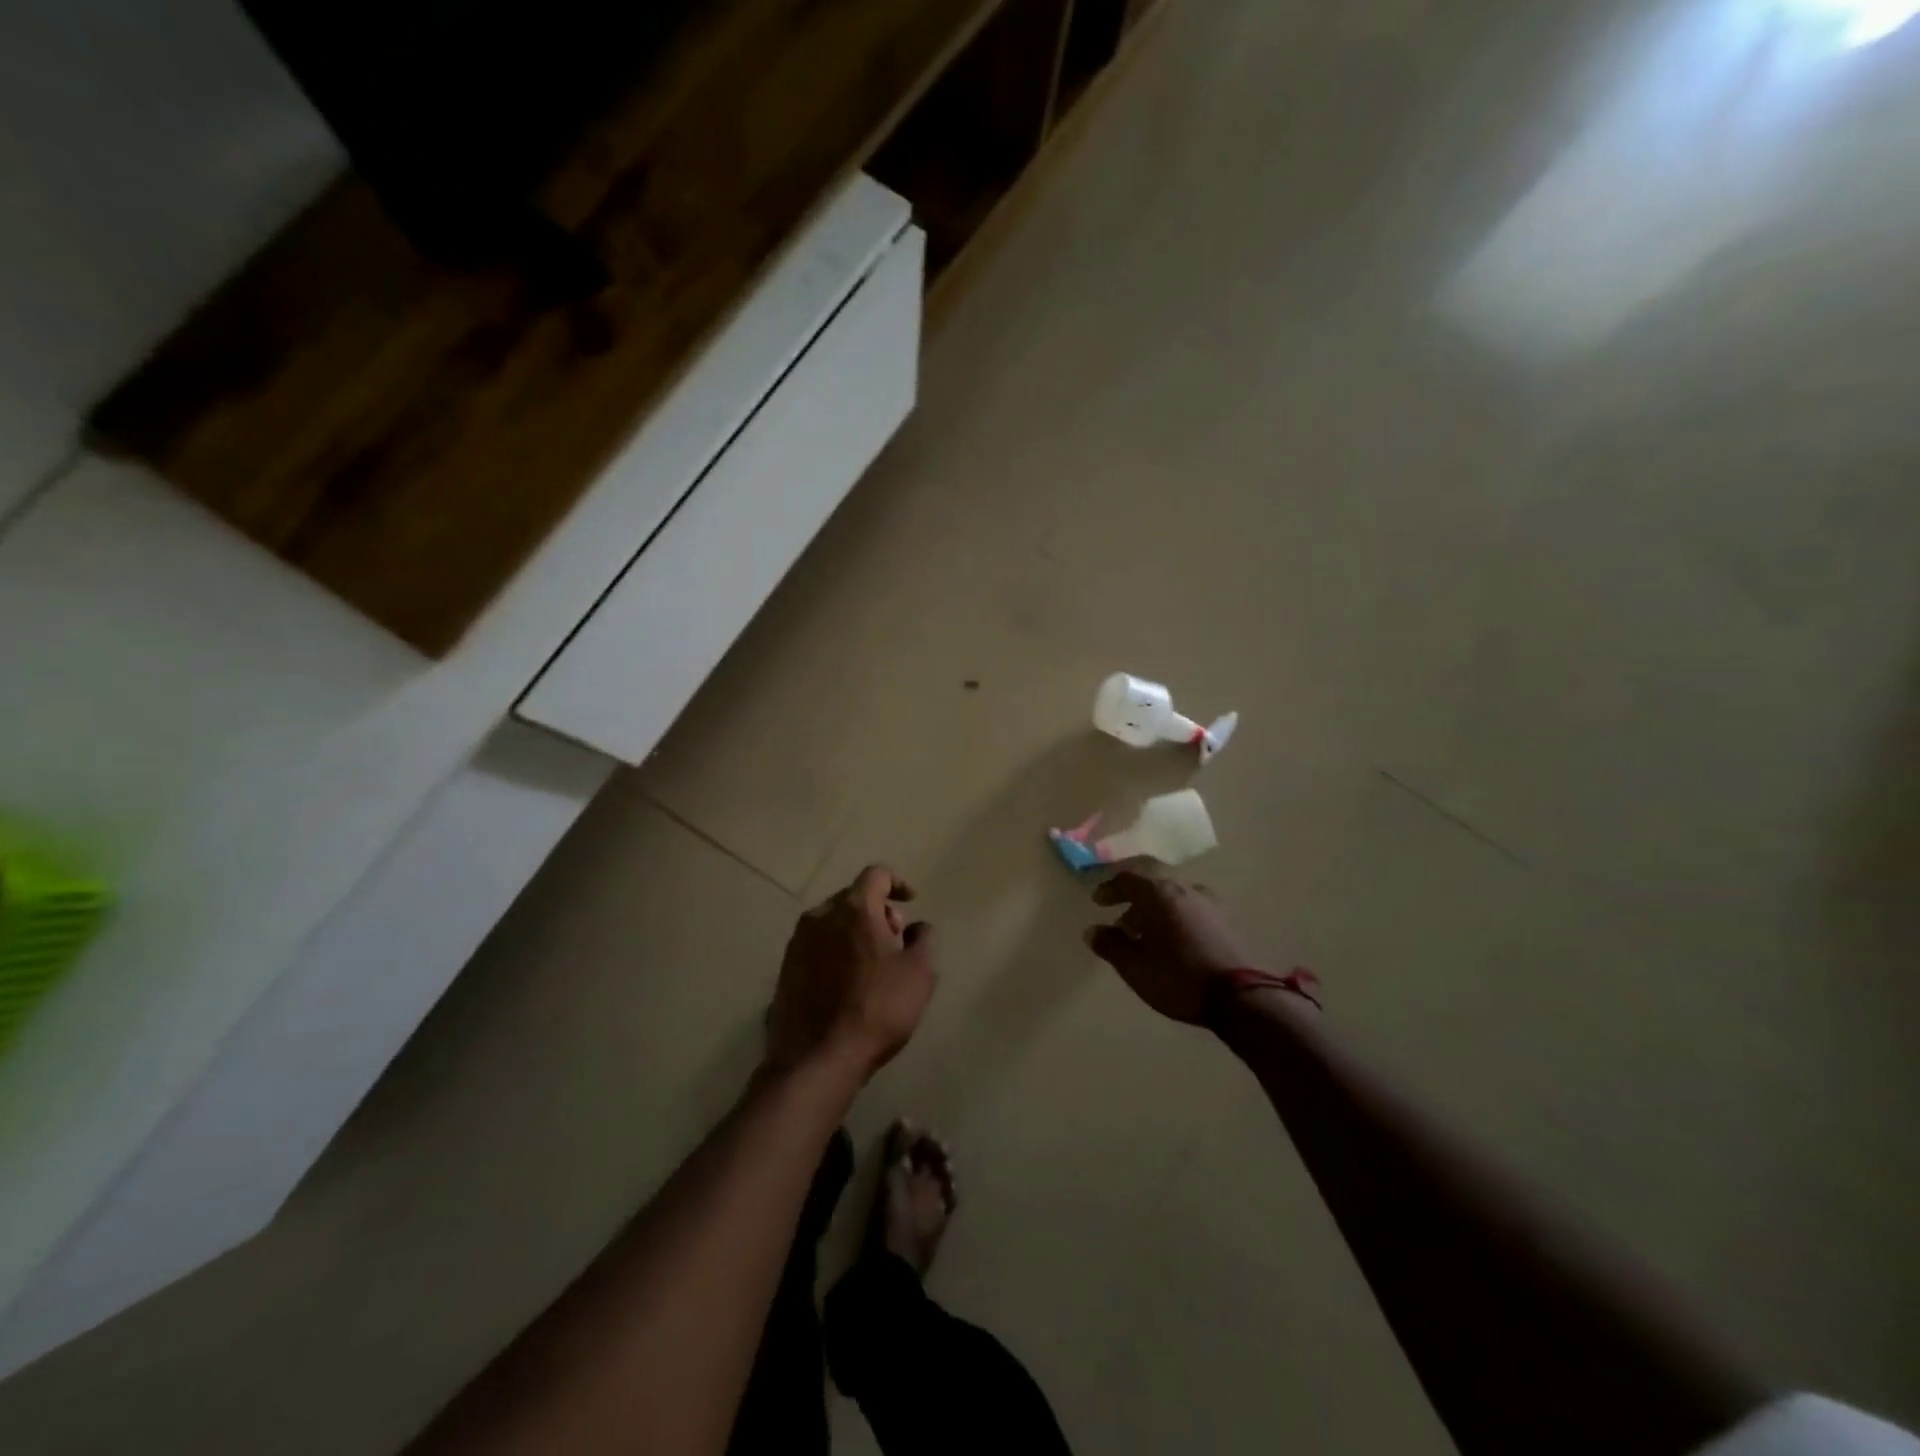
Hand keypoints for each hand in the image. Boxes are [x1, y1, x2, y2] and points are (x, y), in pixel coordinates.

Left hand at [767, 865, 935, 1079]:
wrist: (817, 1059)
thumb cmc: (877, 1009)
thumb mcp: (918, 973)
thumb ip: (922, 940)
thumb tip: (916, 926)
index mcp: (854, 908)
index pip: (876, 875)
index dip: (897, 883)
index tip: (910, 902)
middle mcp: (820, 916)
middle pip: (853, 898)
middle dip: (877, 911)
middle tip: (895, 941)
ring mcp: (797, 943)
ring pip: (832, 922)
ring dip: (854, 932)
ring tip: (872, 965)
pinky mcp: (785, 969)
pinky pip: (816, 947)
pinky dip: (835, 952)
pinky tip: (846, 983)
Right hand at [1085, 871, 1256, 1024]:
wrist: (1239, 998)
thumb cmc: (1178, 978)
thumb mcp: (1135, 967)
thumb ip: (1111, 945)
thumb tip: (1092, 931)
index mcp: (1159, 894)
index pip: (1127, 880)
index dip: (1109, 889)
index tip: (1097, 902)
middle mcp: (1184, 889)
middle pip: (1152, 888)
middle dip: (1133, 904)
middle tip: (1121, 925)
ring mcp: (1209, 903)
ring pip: (1173, 900)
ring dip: (1156, 913)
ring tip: (1147, 938)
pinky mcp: (1225, 921)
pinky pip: (1191, 911)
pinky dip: (1176, 920)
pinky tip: (1174, 943)